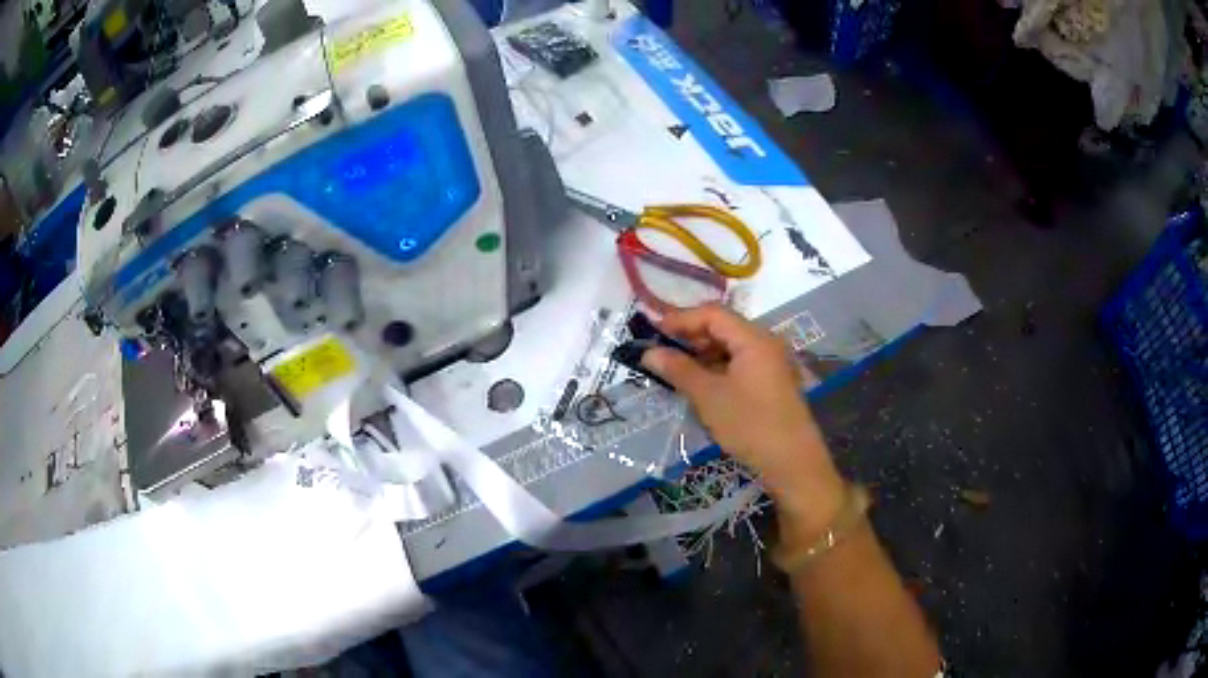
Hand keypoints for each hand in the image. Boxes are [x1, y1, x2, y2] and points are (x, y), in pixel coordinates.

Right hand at [641, 305, 844, 532]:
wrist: (792, 462)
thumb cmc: (750, 424)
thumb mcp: (709, 396)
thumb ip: (679, 369)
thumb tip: (648, 353)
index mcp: (754, 339)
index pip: (713, 314)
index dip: (681, 319)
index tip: (653, 332)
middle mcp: (765, 343)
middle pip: (723, 327)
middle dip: (690, 335)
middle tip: (660, 349)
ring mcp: (771, 363)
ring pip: (731, 347)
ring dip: (703, 353)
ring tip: (675, 368)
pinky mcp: (772, 383)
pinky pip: (740, 364)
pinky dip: (717, 367)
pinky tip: (700, 383)